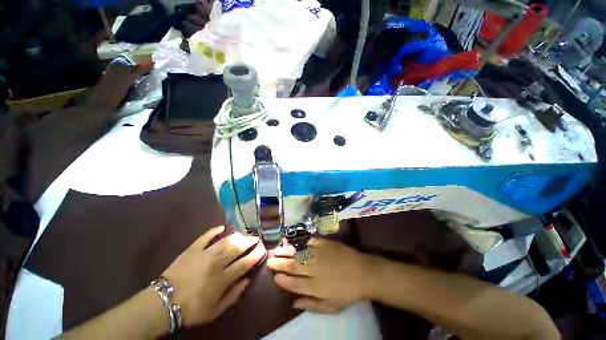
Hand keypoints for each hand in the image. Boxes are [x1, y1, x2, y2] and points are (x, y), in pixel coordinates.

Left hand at [162, 226, 265, 325]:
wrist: (163, 303)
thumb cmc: (192, 309)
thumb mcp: (215, 310)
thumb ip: (234, 295)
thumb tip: (247, 280)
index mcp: (222, 279)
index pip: (244, 263)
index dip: (255, 255)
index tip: (262, 250)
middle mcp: (216, 263)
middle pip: (237, 248)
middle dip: (249, 241)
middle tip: (256, 238)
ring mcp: (204, 254)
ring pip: (225, 240)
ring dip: (237, 236)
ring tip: (244, 235)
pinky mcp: (192, 249)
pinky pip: (205, 236)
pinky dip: (214, 231)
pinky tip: (222, 227)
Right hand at [267, 238, 373, 312]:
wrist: (363, 272)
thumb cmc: (347, 292)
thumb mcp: (331, 307)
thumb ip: (311, 305)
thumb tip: (294, 303)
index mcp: (316, 286)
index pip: (294, 283)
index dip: (283, 280)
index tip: (275, 277)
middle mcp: (315, 269)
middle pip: (293, 266)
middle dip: (279, 263)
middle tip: (269, 261)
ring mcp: (320, 254)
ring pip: (299, 252)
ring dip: (286, 251)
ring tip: (277, 250)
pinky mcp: (325, 244)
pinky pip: (310, 242)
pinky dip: (301, 242)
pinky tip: (294, 242)